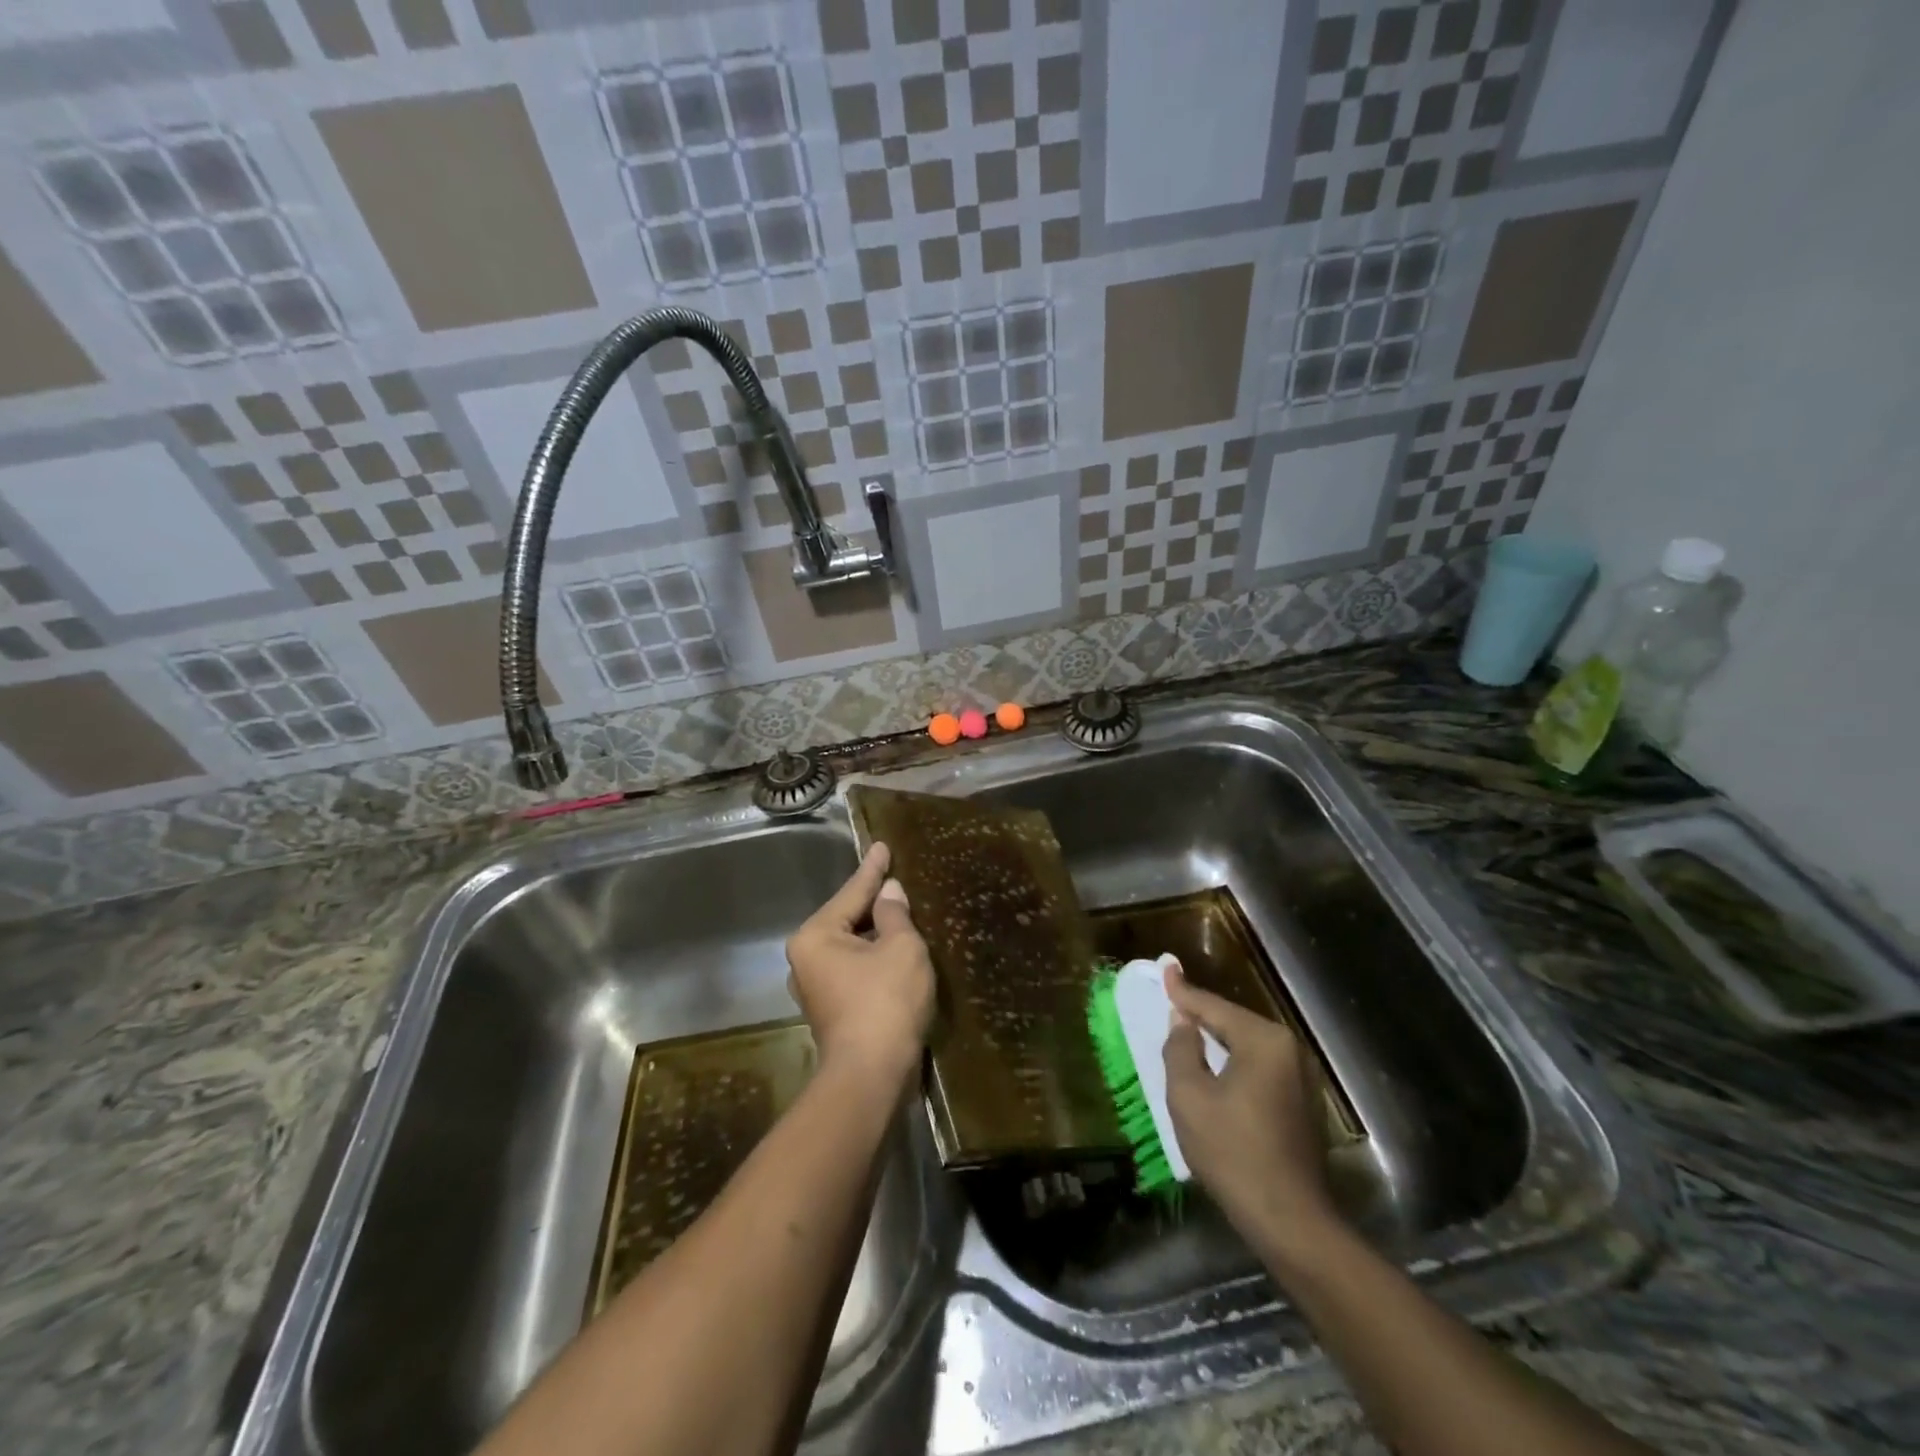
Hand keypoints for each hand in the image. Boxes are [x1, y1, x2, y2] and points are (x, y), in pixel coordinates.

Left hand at [785, 843, 934, 1087]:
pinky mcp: (831, 1011)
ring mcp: (815, 988)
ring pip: (851, 947)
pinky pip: (855, 969)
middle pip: (847, 919)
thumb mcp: (901, 948)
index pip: (852, 892)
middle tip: (896, 878)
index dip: (873, 869)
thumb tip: (890, 893)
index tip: (882, 846)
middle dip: (873, 903)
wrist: (871, 1077)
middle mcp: (806, 959)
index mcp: (816, 936)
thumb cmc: (885, 1002)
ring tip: (900, 912)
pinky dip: (874, 958)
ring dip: (876, 934)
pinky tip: (895, 951)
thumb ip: (895, 914)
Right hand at [1162, 963, 1339, 1257]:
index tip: (1165, 967)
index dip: (1183, 991)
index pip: (1214, 1007)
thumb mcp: (1189, 1096)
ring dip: (1219, 1041)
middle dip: (1202, 1014)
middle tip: (1173, 1001)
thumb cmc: (1232, 1152)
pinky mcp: (1303, 1104)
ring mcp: (1302, 1078)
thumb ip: (1181, 1048)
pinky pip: (1260, 1068)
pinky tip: (1216, 1068)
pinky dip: (1235, 1063)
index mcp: (1263, 1041)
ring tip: (1189, 1029)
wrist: (1290, 1220)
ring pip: (1248, 1047)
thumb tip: (1183, 1021)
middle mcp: (1289, 1050)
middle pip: (1234, 1023)